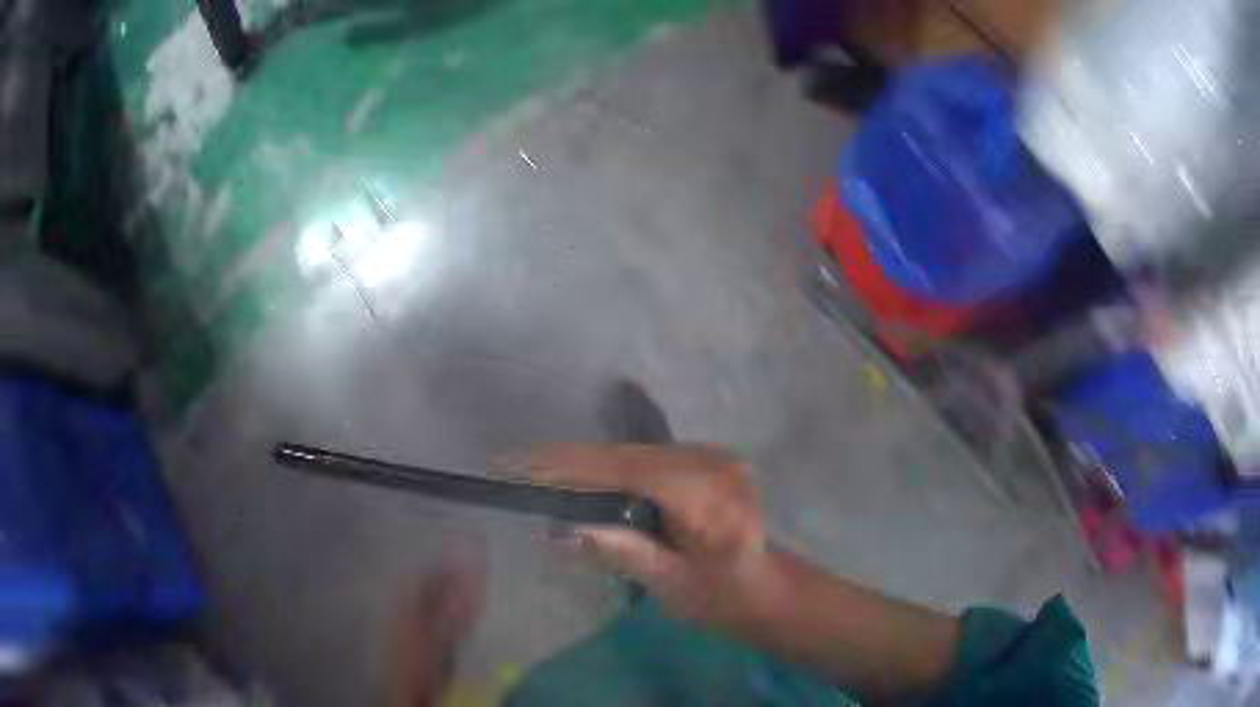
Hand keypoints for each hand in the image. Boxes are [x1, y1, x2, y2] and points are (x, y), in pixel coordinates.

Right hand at [526, 443, 773, 630]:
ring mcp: (715, 455)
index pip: (629, 469)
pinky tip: (582, 476)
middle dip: (571, 461)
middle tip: (517, 465)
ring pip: (636, 451)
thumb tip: (558, 531)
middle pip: (629, 454)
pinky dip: (612, 466)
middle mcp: (715, 463)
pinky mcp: (709, 458)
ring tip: (538, 470)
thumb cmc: (724, 598)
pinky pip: (649, 457)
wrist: (769, 588)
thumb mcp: (671, 585)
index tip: (522, 463)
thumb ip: (620, 552)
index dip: (572, 465)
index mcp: (709, 498)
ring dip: (588, 462)